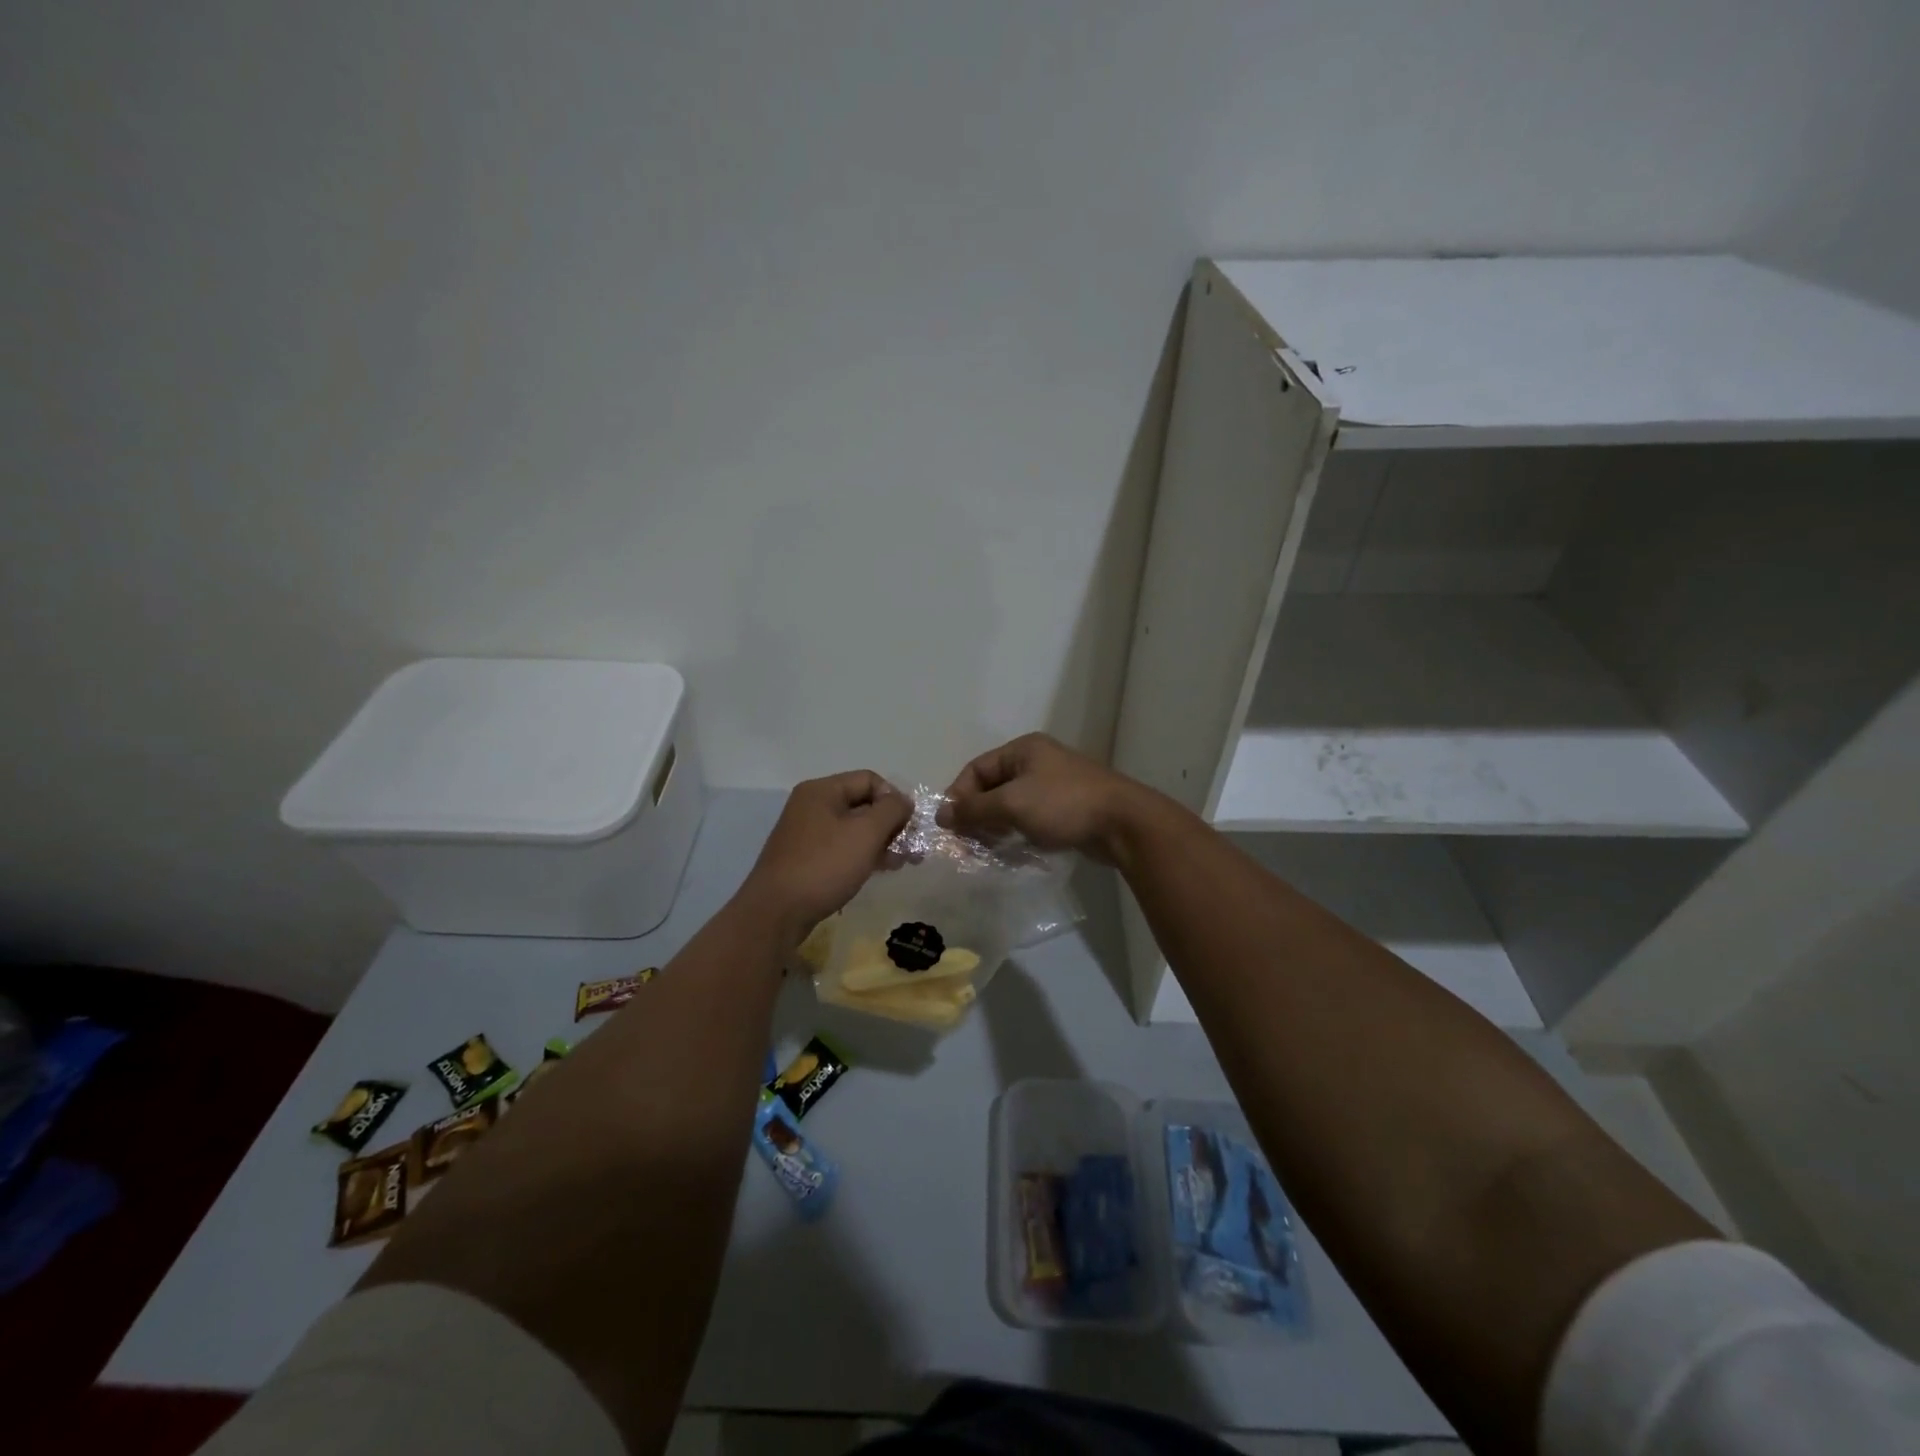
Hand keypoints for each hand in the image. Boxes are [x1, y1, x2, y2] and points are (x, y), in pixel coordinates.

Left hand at [736, 771, 911, 943]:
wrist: (776, 913)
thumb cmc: (824, 866)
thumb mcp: (866, 833)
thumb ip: (891, 810)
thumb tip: (903, 801)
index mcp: (822, 790)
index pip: (870, 780)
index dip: (894, 798)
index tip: (909, 826)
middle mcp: (812, 806)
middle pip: (862, 803)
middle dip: (891, 823)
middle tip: (911, 848)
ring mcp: (807, 833)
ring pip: (854, 828)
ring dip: (881, 842)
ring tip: (901, 863)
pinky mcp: (806, 858)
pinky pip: (842, 847)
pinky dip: (863, 855)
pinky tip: (878, 870)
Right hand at [939, 734, 1150, 863]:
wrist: (1122, 824)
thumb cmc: (1063, 804)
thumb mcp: (1012, 803)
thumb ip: (974, 809)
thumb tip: (941, 815)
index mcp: (1023, 750)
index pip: (976, 769)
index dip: (958, 796)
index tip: (949, 826)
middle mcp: (1036, 762)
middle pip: (991, 787)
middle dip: (975, 814)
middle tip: (964, 843)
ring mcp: (1052, 786)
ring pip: (1009, 805)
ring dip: (993, 826)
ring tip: (984, 849)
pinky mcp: (1064, 809)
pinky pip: (1028, 818)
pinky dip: (1014, 832)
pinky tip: (1008, 851)